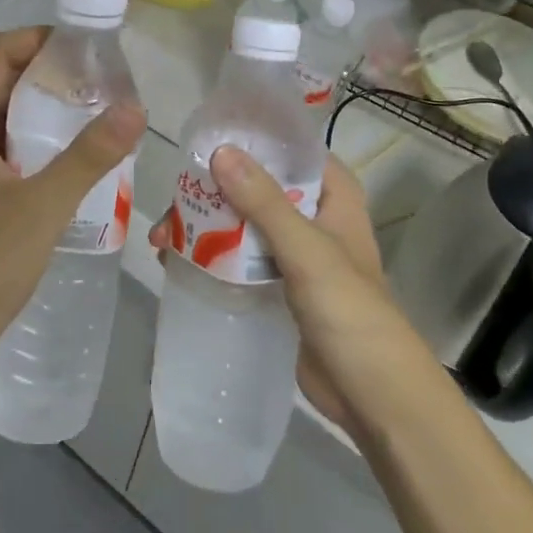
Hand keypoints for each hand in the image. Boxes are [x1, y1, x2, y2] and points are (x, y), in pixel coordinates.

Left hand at [0, 27, 146, 380]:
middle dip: (51, 72)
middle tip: (105, 83)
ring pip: (5, 115)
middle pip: (2, 79)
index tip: (89, 48)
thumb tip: (135, 107)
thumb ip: (89, 156)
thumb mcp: (42, 206)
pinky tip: (74, 162)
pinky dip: (39, 140)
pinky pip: (6, 147)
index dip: (39, 38)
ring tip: (98, 116)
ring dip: (47, 108)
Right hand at [150, 148, 414, 430]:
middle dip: (212, 191)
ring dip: (203, 225)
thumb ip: (263, 201)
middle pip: (257, 186)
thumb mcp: (306, 249)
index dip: (250, 139)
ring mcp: (294, 252)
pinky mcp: (277, 284)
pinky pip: (238, 257)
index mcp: (333, 195)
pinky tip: (174, 260)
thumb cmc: (349, 310)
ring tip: (162, 238)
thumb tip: (221, 152)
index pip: (290, 149)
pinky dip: (209, 255)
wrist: (370, 394)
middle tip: (171, 201)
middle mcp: (313, 215)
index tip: (204, 139)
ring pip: (242, 222)